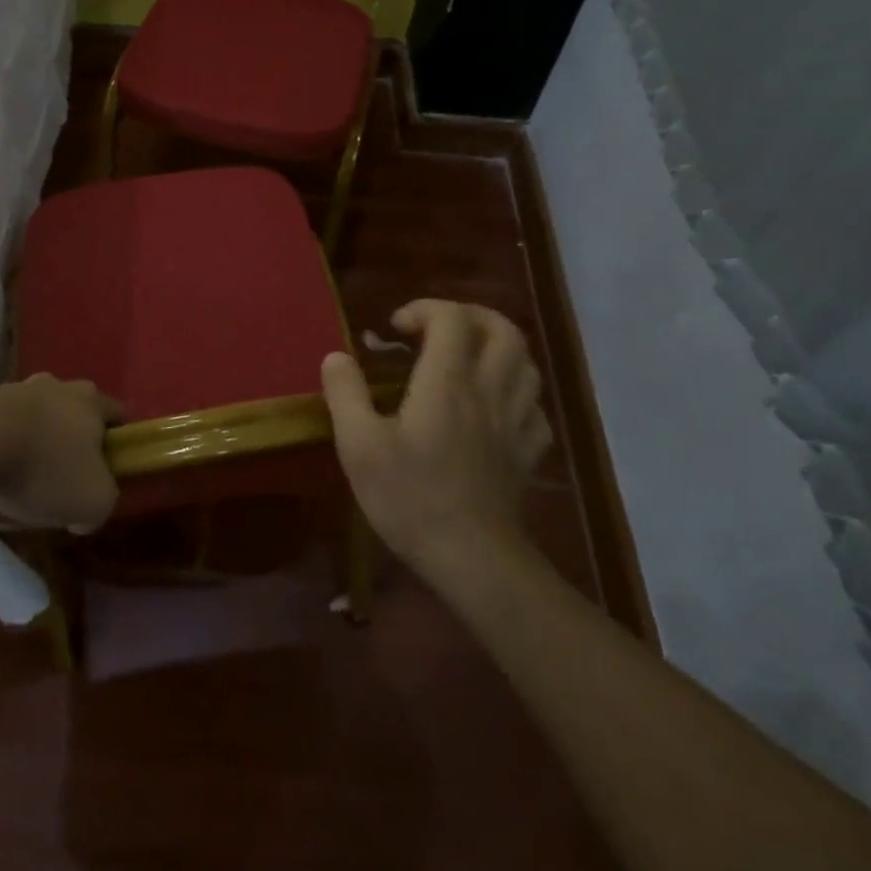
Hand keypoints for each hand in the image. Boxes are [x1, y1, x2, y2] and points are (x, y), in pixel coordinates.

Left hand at [0, 374, 120, 531]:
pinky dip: (3, 445)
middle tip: (66, 476)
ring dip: (35, 441)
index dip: (118, 441)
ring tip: (23, 479)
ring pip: (36, 416)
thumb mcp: (92, 502)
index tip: (110, 469)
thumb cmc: (45, 470)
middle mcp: (56, 385)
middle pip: (74, 411)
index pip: (117, 413)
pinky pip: (2, 425)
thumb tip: (86, 512)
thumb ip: (103, 502)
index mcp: (90, 400)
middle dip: (73, 439)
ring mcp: (16, 389)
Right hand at [320, 300, 550, 582]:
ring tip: (467, 359)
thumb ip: (345, 394)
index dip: (424, 309)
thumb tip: (336, 356)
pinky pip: (534, 407)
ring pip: (526, 364)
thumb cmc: (411, 498)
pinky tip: (495, 406)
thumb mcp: (359, 446)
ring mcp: (515, 423)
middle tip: (439, 329)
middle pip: (504, 330)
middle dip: (471, 316)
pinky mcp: (527, 453)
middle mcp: (489, 391)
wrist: (474, 561)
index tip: (395, 330)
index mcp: (448, 383)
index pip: (452, 319)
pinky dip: (516, 392)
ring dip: (498, 348)